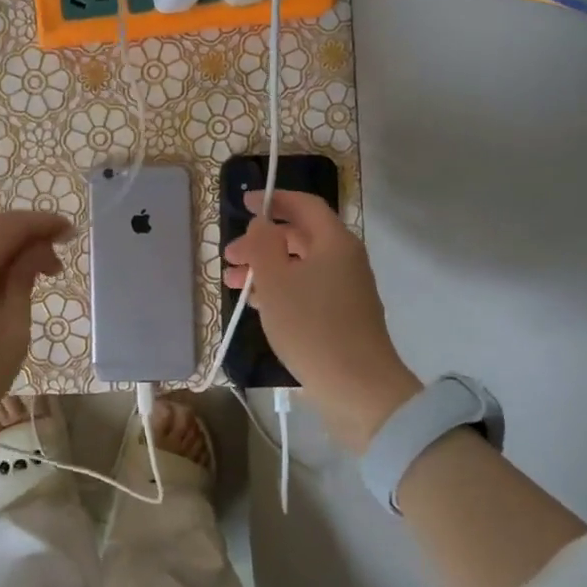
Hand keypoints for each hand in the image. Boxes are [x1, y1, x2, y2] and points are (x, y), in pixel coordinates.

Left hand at [0, 210, 70, 422]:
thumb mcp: (11, 330)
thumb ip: (22, 280)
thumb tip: (35, 251)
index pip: (8, 226)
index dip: (42, 223)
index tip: (69, 232)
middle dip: (24, 233)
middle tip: (55, 255)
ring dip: (3, 246)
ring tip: (33, 271)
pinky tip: (0, 280)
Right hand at [223, 190, 420, 452]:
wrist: (357, 387)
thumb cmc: (311, 326)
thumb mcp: (275, 281)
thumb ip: (263, 244)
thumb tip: (262, 223)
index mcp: (334, 242)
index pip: (304, 205)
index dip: (273, 199)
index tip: (244, 204)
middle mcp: (344, 259)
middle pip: (299, 236)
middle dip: (261, 242)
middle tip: (229, 258)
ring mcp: (346, 289)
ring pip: (300, 265)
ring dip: (266, 268)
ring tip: (234, 285)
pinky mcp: (342, 315)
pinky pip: (306, 288)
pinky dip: (280, 288)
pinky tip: (257, 304)